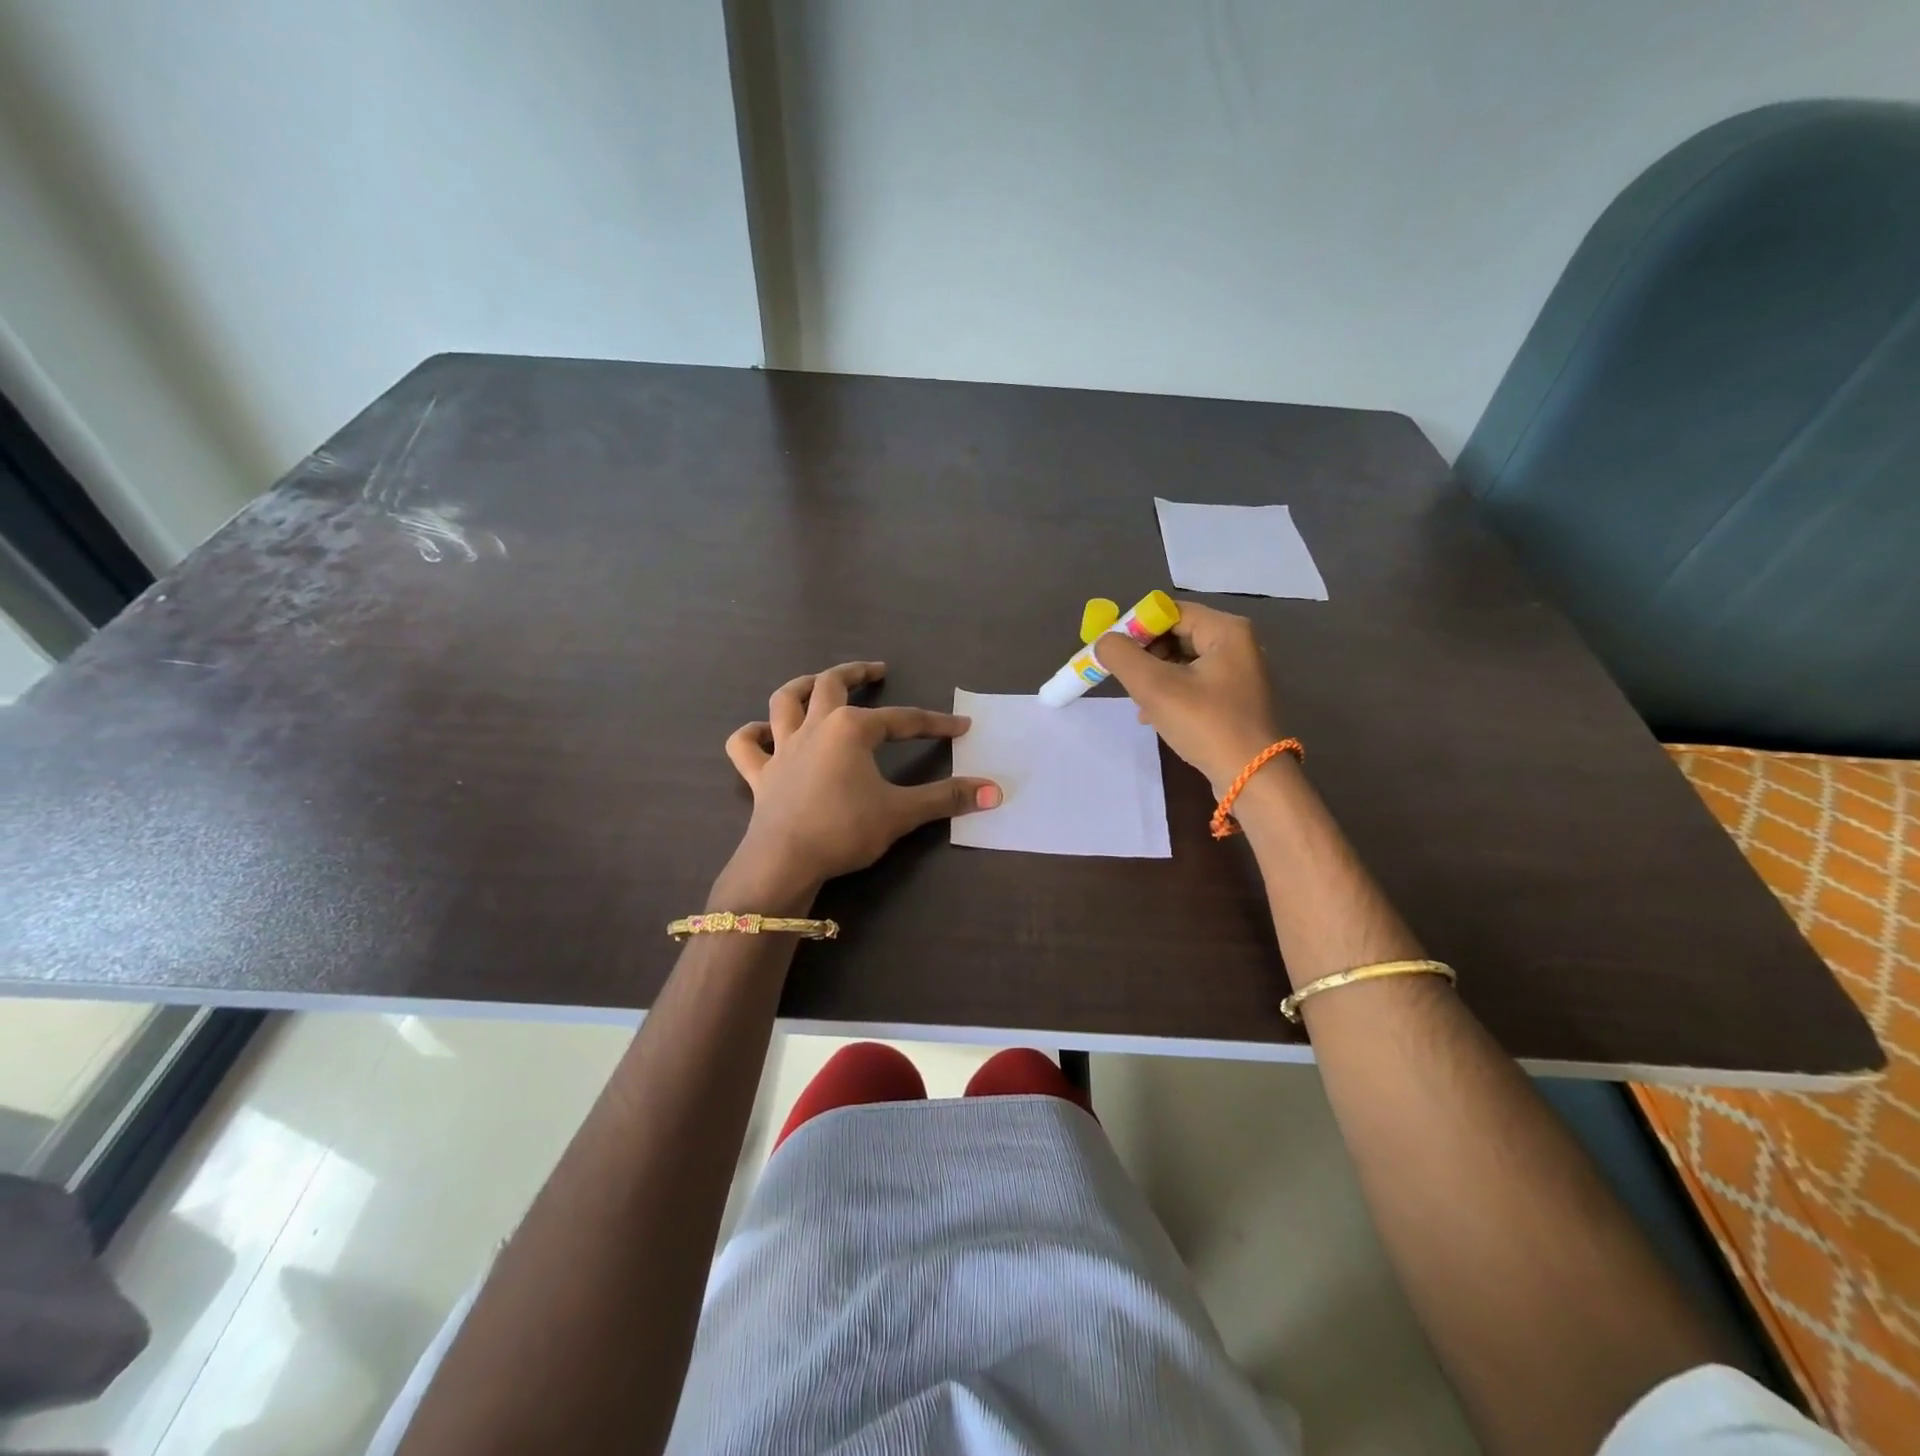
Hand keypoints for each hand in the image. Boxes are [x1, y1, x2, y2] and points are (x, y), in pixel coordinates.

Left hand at [721, 662, 1000, 901]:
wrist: (784, 862)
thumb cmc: (844, 830)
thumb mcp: (902, 813)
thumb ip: (947, 798)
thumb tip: (995, 791)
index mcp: (851, 729)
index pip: (903, 721)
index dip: (935, 723)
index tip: (961, 727)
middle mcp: (815, 727)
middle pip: (832, 685)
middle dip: (857, 673)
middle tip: (876, 671)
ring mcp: (782, 749)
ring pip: (785, 701)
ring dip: (802, 686)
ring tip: (818, 682)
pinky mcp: (760, 775)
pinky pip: (746, 746)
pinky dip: (753, 734)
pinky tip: (763, 733)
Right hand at [1093, 602, 1281, 791]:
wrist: (1251, 778)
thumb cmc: (1205, 724)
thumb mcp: (1154, 686)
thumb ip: (1121, 656)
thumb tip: (1104, 641)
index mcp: (1226, 630)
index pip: (1169, 612)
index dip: (1135, 627)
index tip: (1112, 651)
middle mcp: (1237, 644)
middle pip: (1175, 634)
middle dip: (1144, 655)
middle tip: (1124, 678)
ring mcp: (1237, 673)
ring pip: (1181, 661)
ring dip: (1153, 677)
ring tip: (1138, 701)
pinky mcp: (1233, 698)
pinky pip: (1192, 683)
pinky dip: (1169, 693)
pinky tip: (1153, 715)